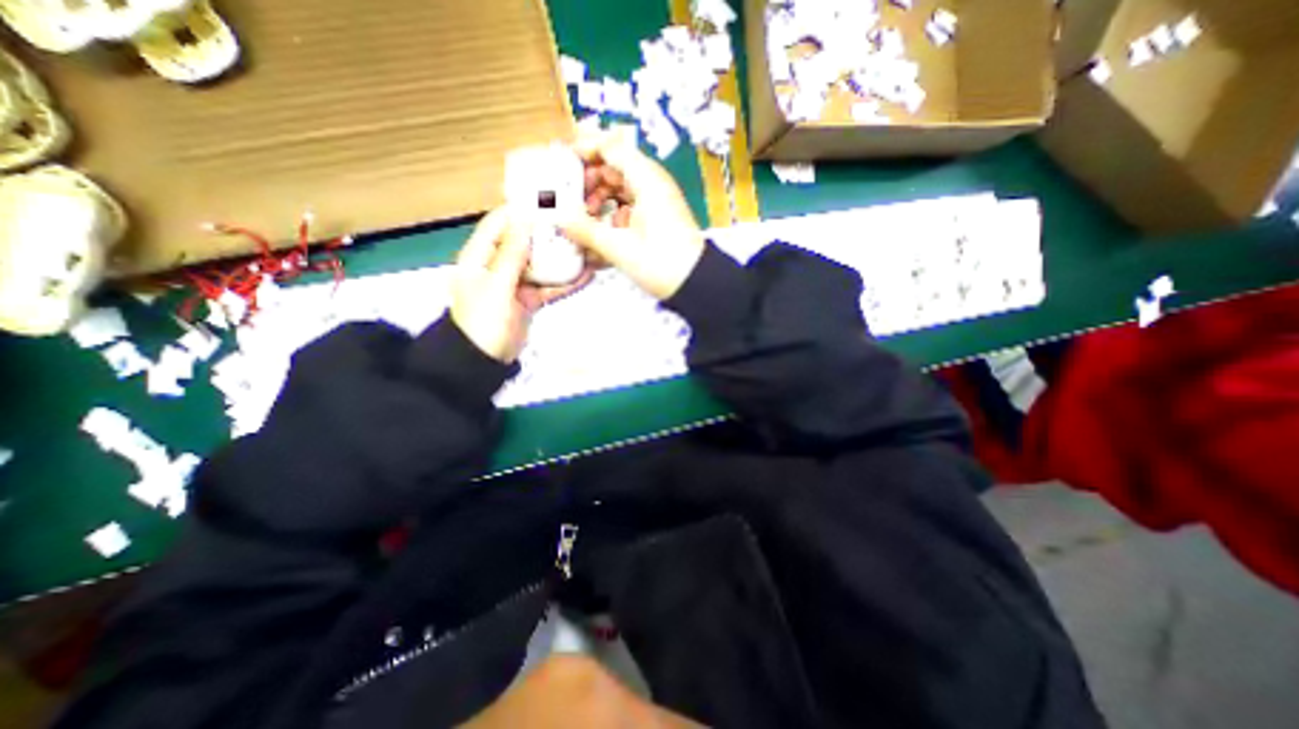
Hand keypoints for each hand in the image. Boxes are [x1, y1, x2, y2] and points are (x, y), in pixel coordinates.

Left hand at [448, 207, 590, 360]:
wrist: (484, 360)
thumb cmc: (484, 320)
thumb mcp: (496, 285)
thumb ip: (511, 254)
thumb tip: (524, 219)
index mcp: (481, 256)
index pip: (499, 224)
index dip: (520, 211)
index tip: (547, 201)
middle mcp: (498, 265)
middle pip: (524, 242)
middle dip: (546, 233)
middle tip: (574, 223)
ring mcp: (515, 283)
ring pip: (540, 264)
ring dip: (560, 258)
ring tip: (585, 247)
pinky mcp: (529, 299)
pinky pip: (548, 286)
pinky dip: (564, 282)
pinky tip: (585, 275)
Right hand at [552, 130, 706, 297]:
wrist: (695, 283)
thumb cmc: (660, 263)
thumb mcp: (619, 248)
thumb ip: (586, 231)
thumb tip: (558, 219)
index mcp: (646, 180)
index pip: (612, 147)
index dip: (585, 148)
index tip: (562, 160)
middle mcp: (653, 184)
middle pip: (615, 166)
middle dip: (590, 178)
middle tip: (569, 197)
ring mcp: (657, 200)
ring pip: (622, 187)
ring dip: (601, 198)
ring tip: (585, 218)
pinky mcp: (658, 217)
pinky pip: (631, 205)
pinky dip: (614, 213)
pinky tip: (604, 232)